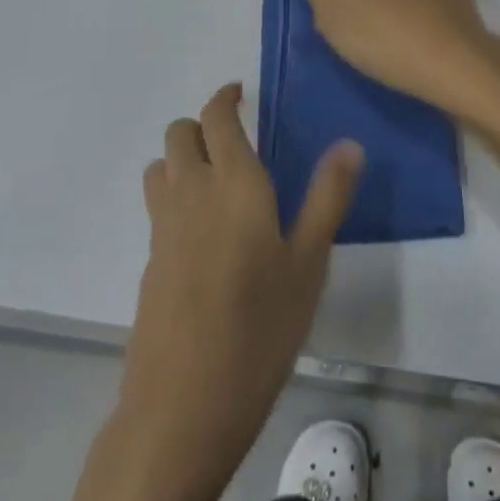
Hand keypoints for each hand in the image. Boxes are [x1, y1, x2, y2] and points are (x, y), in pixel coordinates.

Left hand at [114, 82, 362, 499]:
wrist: (183, 407)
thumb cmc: (260, 330)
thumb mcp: (309, 264)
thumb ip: (328, 197)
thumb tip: (349, 143)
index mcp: (234, 182)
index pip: (216, 117)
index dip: (225, 97)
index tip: (240, 93)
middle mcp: (191, 192)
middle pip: (179, 133)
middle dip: (202, 125)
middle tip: (235, 140)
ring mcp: (164, 227)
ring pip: (161, 166)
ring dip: (182, 158)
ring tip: (216, 180)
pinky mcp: (150, 261)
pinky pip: (158, 205)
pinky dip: (175, 195)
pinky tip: (205, 234)